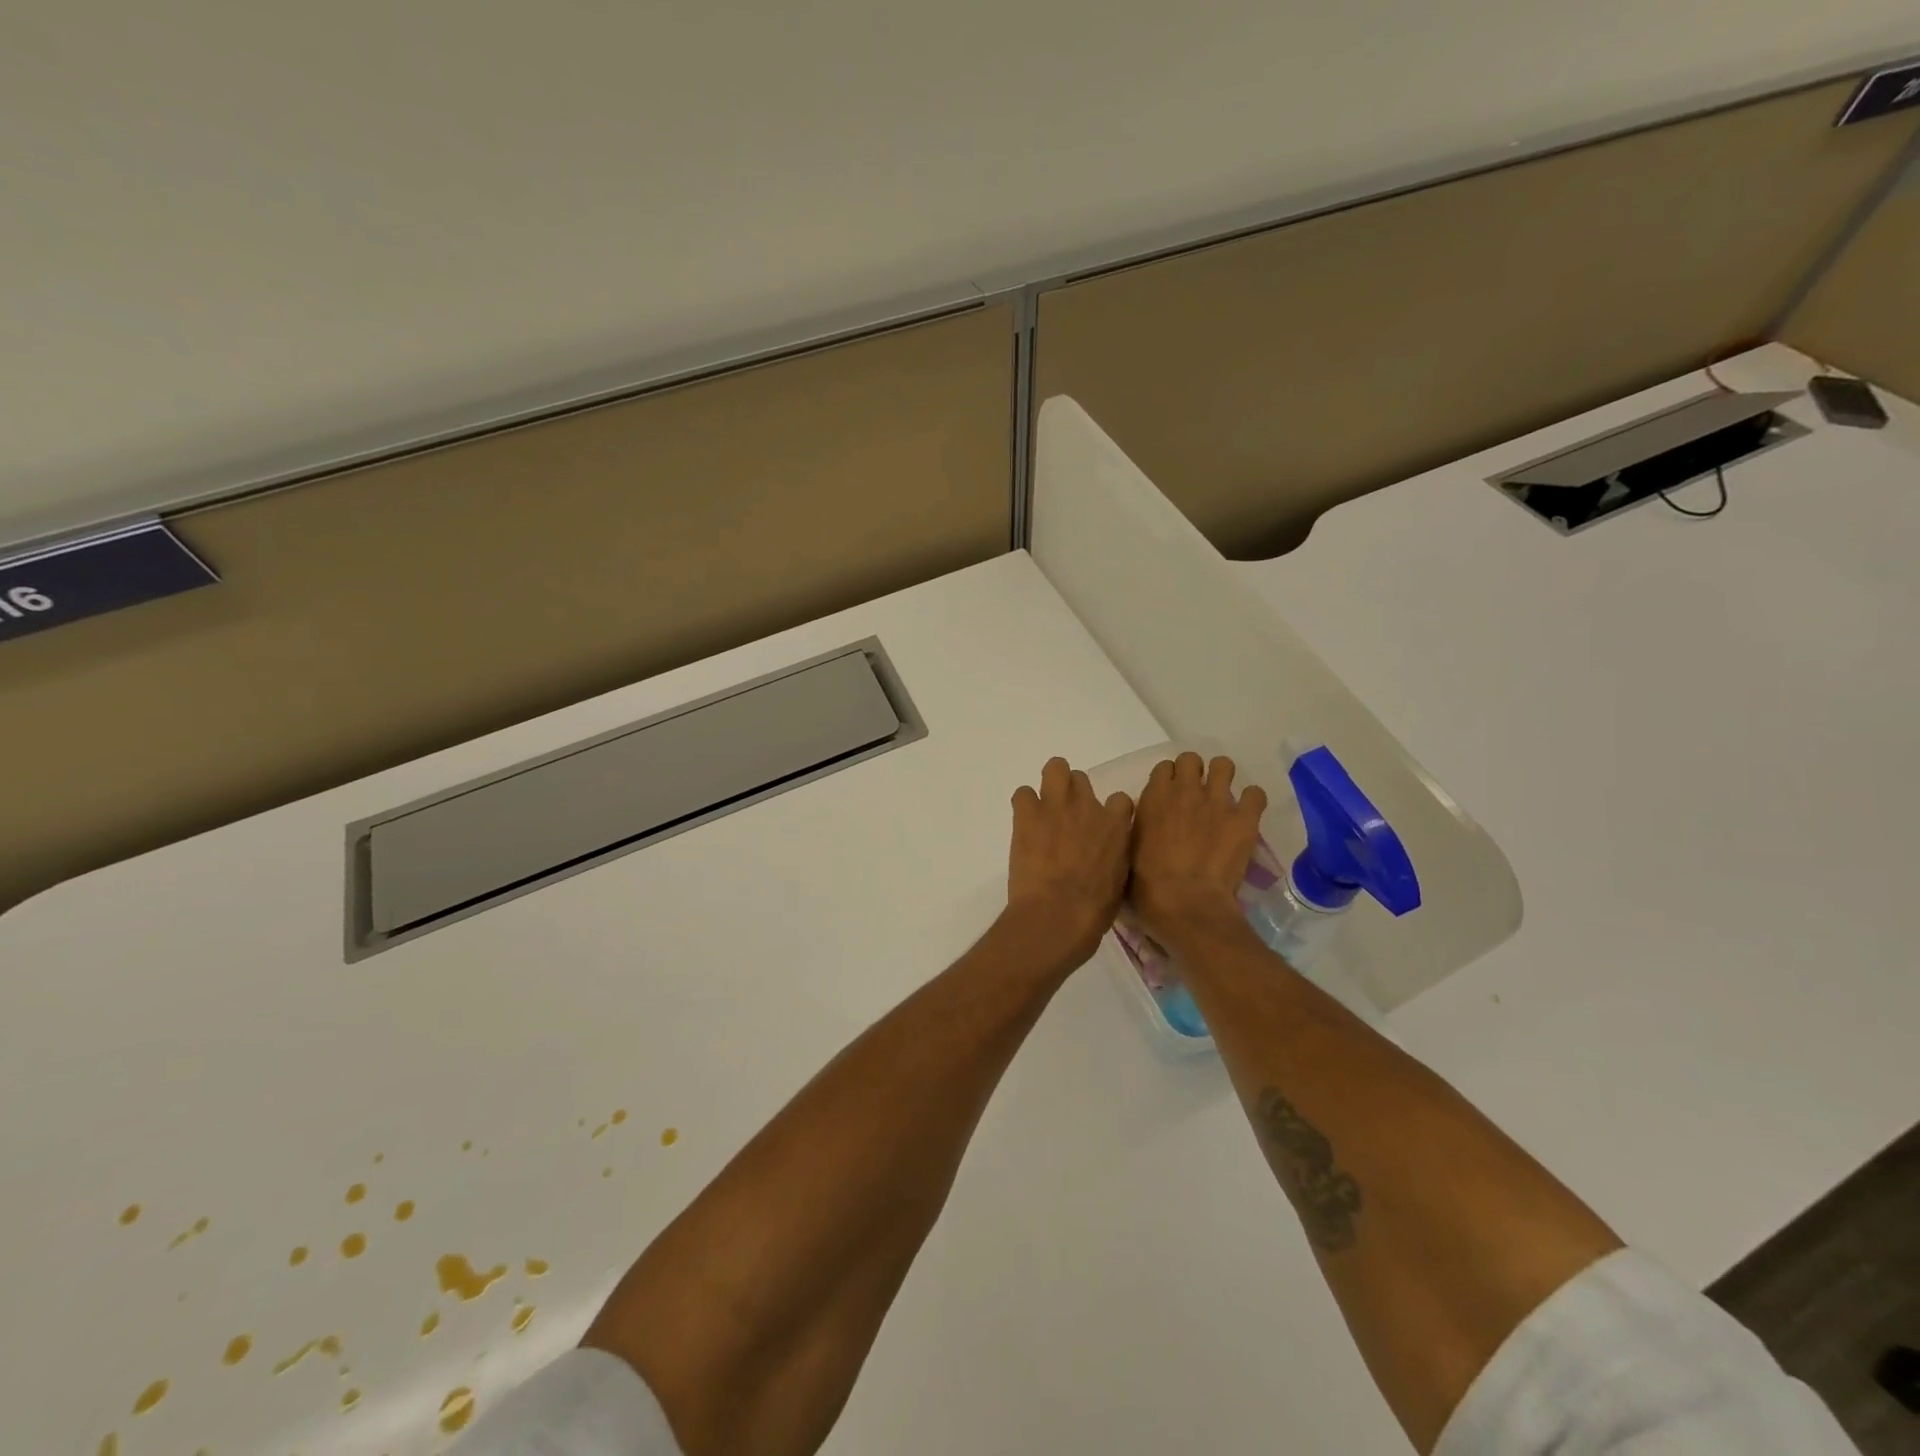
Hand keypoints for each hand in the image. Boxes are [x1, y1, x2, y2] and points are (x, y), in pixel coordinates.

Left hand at [1005, 757, 1134, 966]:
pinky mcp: (1027, 813)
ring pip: (1055, 769)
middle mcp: (1088, 807)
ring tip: (1042, 810)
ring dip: (1050, 786)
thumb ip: (1114, 856)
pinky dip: (1023, 806)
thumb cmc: (1093, 910)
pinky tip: (1023, 824)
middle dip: (1073, 795)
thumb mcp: (1119, 880)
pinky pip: (1022, 793)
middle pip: (1081, 779)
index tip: (1099, 827)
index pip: (1120, 800)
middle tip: (1064, 818)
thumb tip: (1106, 854)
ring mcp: (1056, 805)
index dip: (1108, 812)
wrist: (1058, 915)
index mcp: (1116, 826)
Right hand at [1130, 753, 1267, 945]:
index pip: (1164, 767)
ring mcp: (1217, 802)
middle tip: (1195, 795)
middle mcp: (1185, 790)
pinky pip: (1255, 794)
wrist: (1186, 904)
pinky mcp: (1244, 819)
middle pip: (1192, 759)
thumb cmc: (1146, 885)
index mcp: (1154, 796)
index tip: (1170, 796)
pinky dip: (1251, 801)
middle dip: (1194, 773)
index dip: (1168, 780)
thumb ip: (1138, 826)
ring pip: (1224, 765)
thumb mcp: (1128, 849)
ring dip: (1222, 778)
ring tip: (1221, 799)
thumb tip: (1145, 821)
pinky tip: (1246, 815)